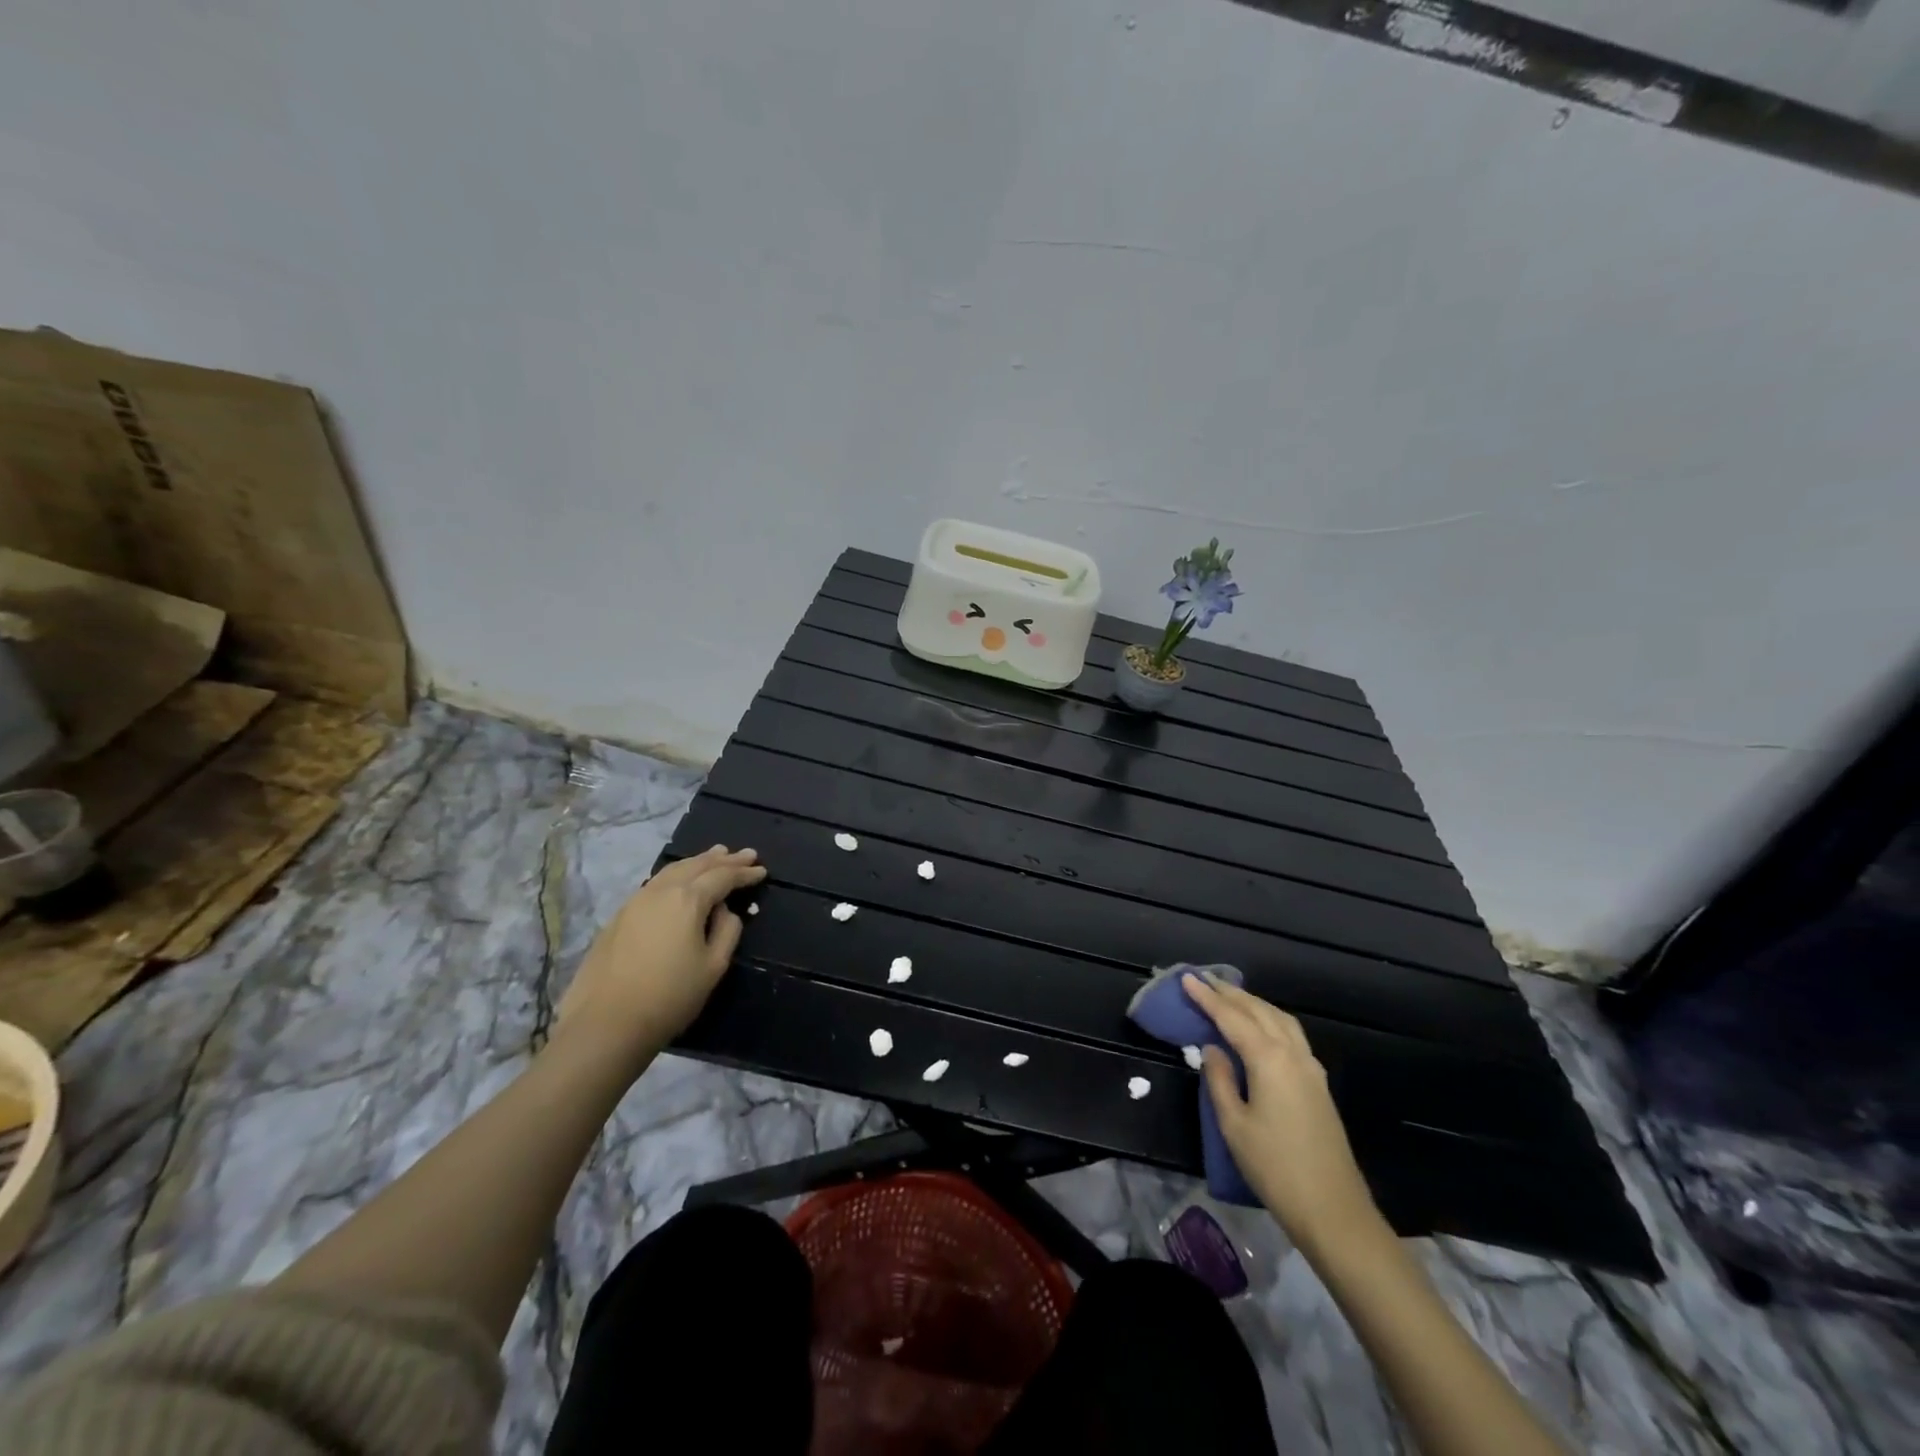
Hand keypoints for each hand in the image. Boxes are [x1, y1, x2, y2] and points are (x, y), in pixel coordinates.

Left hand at [553, 846, 765, 1066]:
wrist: (606, 1023)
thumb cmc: (670, 996)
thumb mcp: (713, 966)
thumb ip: (727, 931)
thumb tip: (725, 911)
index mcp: (688, 899)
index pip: (723, 877)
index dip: (745, 873)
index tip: (762, 871)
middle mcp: (661, 891)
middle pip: (697, 865)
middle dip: (724, 859)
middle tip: (746, 854)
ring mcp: (636, 901)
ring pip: (673, 870)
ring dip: (698, 861)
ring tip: (715, 855)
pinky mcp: (619, 916)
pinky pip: (655, 883)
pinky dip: (676, 875)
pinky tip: (680, 881)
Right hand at [1184, 972, 1382, 1256]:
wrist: (1334, 1211)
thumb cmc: (1275, 1168)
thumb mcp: (1234, 1125)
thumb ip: (1220, 1080)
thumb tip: (1211, 1049)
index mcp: (1269, 1059)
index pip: (1231, 1017)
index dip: (1207, 997)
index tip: (1187, 978)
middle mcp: (1293, 1054)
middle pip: (1258, 1011)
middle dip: (1230, 993)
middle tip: (1203, 979)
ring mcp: (1311, 1068)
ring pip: (1279, 1019)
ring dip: (1252, 1003)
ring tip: (1228, 995)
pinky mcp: (1318, 1083)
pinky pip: (1291, 1034)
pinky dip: (1270, 1019)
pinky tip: (1260, 1026)